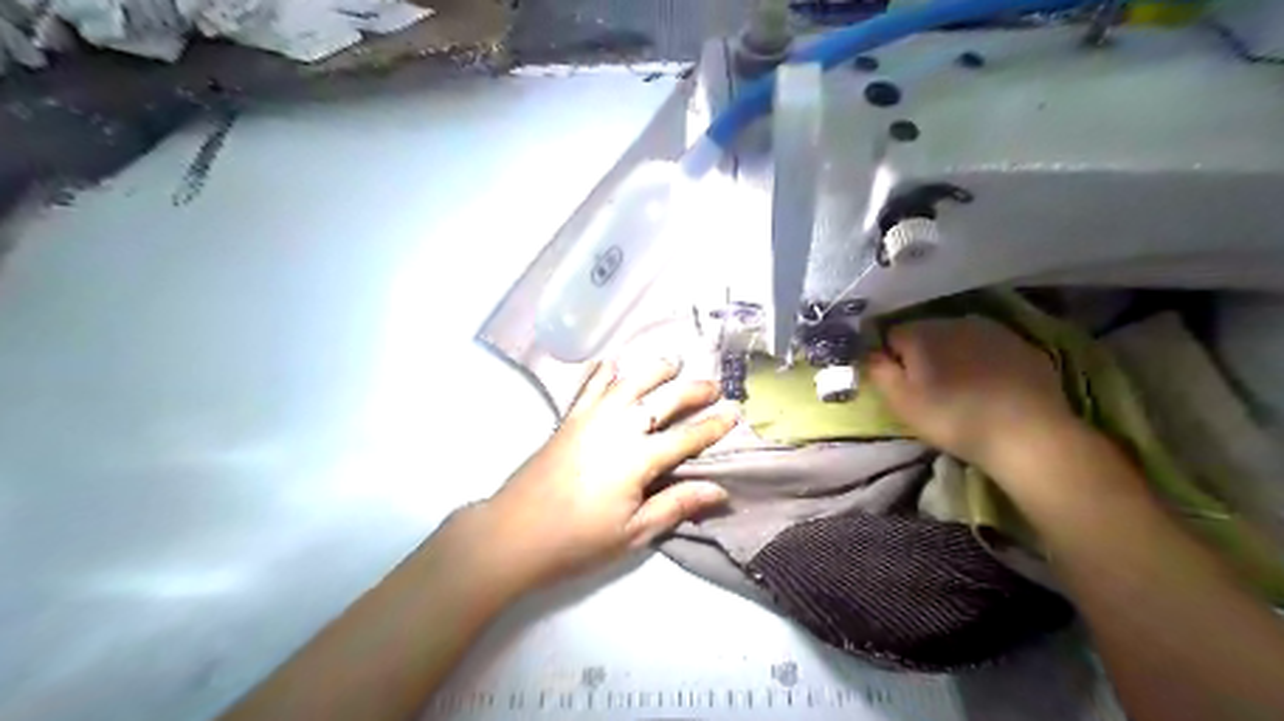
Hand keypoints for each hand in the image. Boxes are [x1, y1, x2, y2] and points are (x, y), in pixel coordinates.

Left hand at [474, 358, 737, 590]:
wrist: (514, 533)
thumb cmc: (577, 541)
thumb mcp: (633, 533)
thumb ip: (676, 505)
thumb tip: (720, 490)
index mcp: (638, 459)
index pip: (687, 437)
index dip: (713, 425)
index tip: (735, 412)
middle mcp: (618, 428)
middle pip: (663, 400)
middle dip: (692, 390)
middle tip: (713, 385)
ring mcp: (590, 419)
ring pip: (629, 382)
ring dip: (653, 369)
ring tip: (672, 362)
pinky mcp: (568, 419)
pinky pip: (588, 386)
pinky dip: (602, 371)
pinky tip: (611, 362)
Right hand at [861, 318, 1079, 474]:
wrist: (1028, 434)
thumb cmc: (953, 418)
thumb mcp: (901, 402)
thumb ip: (878, 371)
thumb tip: (868, 353)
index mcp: (922, 333)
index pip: (891, 335)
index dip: (891, 359)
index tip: (899, 384)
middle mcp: (955, 321)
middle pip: (926, 333)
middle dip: (923, 355)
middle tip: (928, 389)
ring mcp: (994, 330)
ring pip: (959, 338)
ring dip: (954, 356)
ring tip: (960, 388)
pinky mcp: (1023, 345)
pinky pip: (990, 348)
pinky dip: (984, 361)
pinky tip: (990, 388)